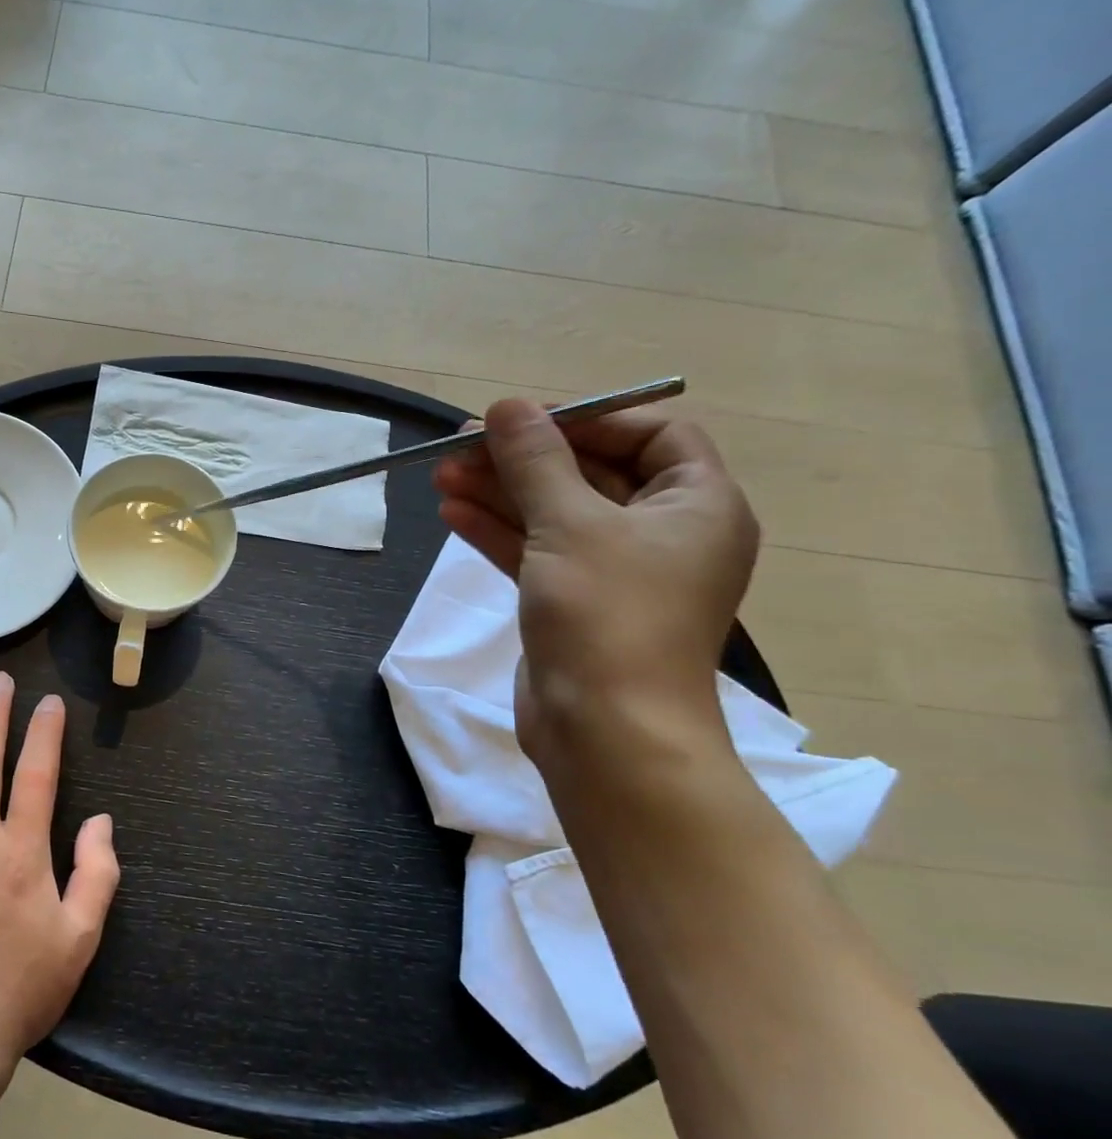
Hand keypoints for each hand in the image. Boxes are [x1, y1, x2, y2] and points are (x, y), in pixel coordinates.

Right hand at [433, 399, 758, 761]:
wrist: (605, 732)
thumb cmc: (607, 615)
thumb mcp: (569, 524)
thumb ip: (535, 461)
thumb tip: (506, 406)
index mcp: (697, 505)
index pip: (652, 434)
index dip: (589, 419)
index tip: (525, 420)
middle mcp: (664, 533)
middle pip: (590, 473)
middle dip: (524, 459)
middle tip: (460, 446)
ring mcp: (617, 572)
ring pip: (555, 514)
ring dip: (500, 493)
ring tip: (441, 475)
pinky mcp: (575, 603)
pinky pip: (537, 552)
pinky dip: (498, 532)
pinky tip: (452, 513)